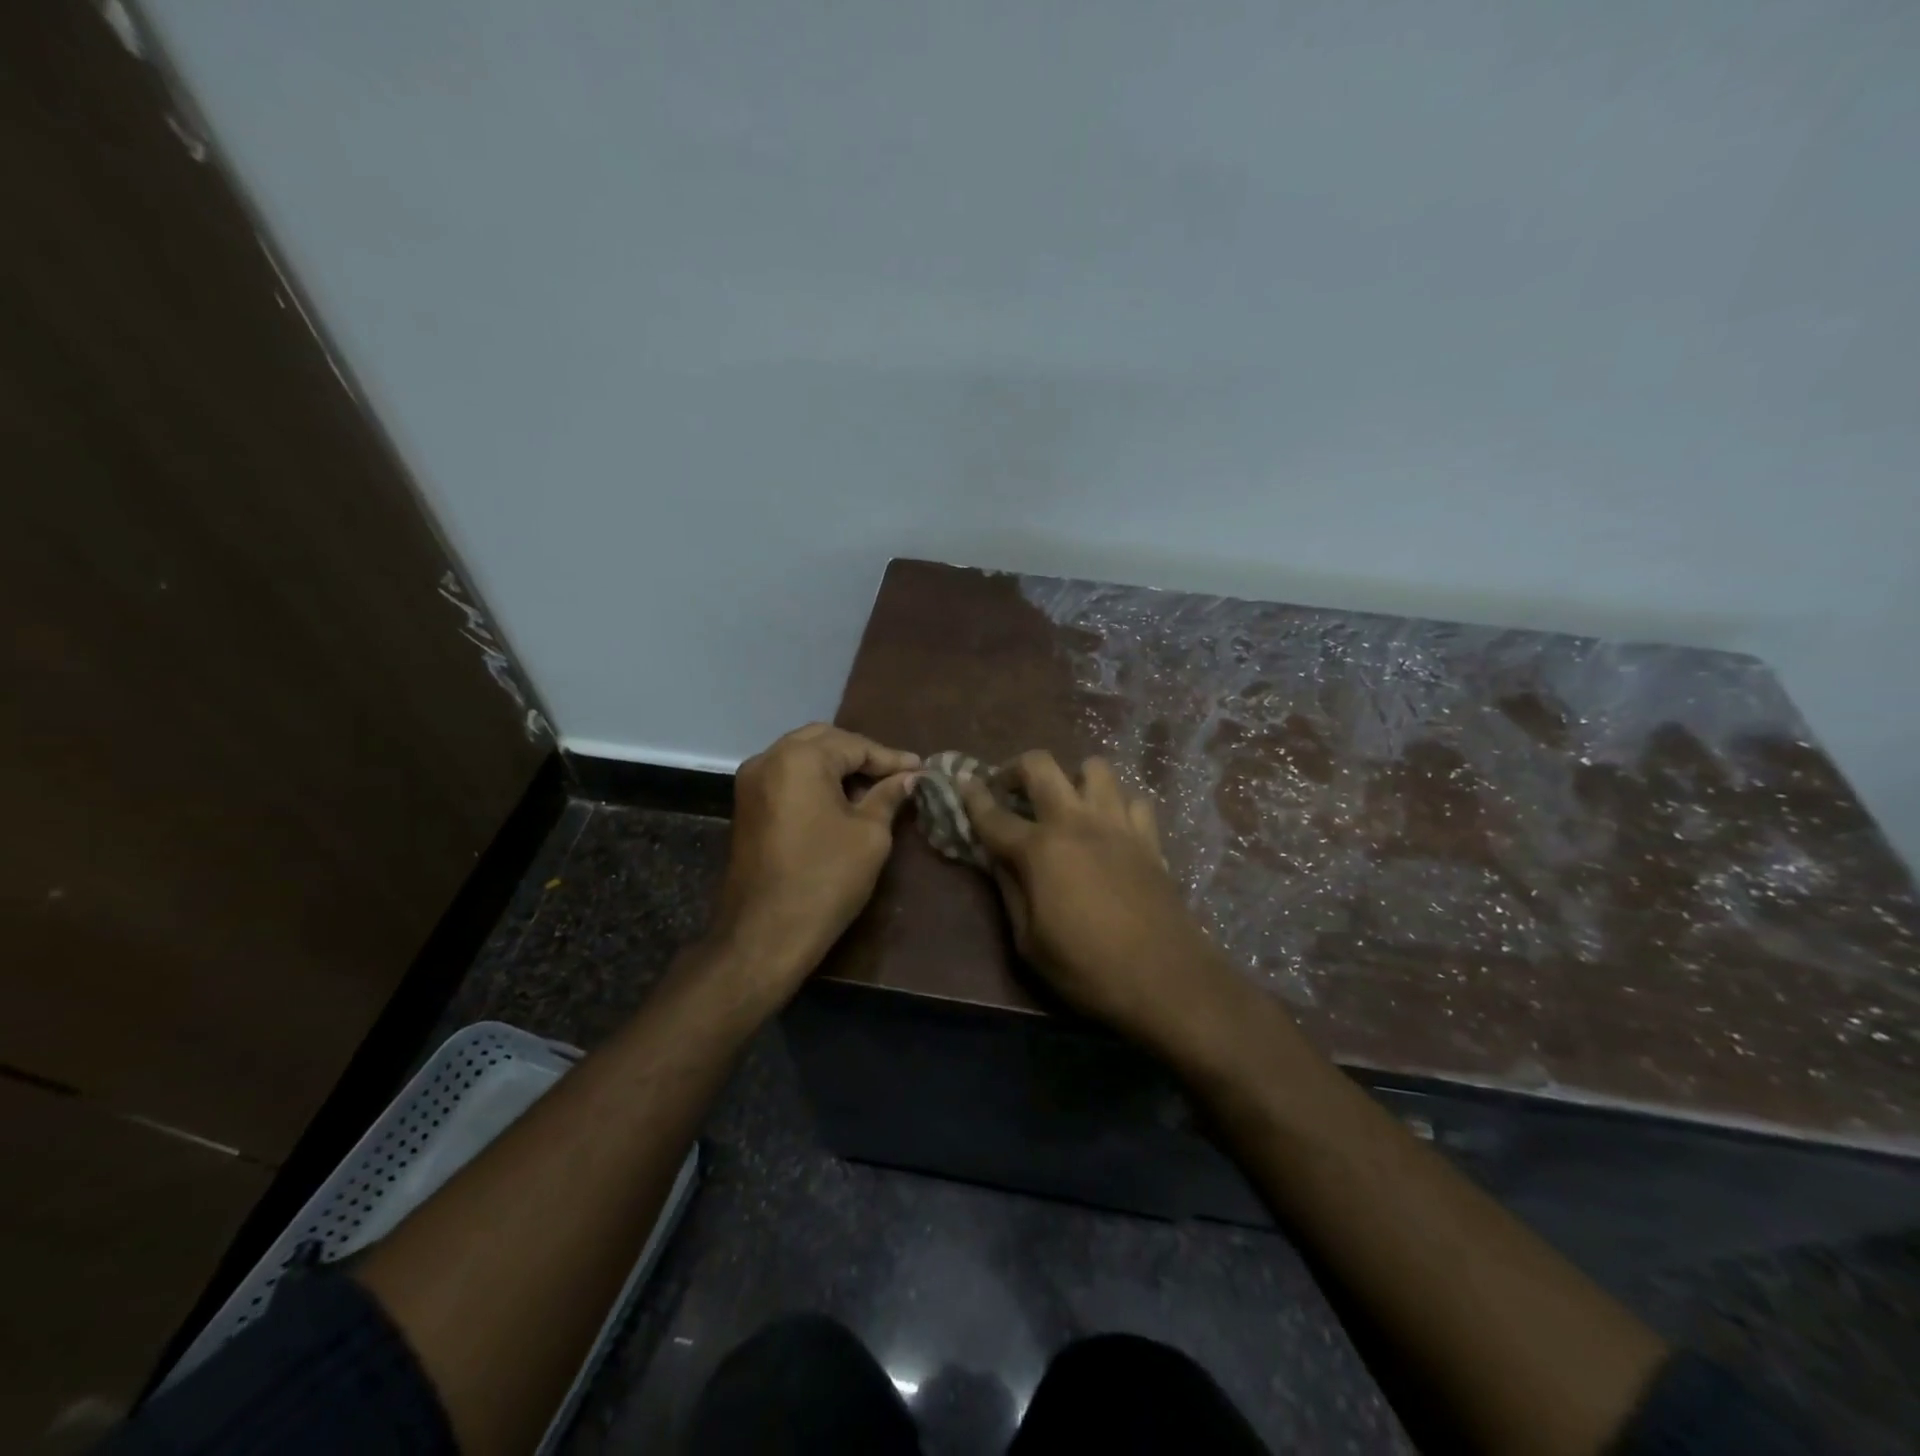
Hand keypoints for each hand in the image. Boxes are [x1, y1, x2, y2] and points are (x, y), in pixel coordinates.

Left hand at [710, 724, 919, 1001]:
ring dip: (837, 766)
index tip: (922, 769)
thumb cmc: (825, 879)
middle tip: (897, 774)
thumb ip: (888, 796)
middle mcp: (768, 758)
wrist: (765, 934)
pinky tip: (841, 799)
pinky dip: (815, 779)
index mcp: (800, 759)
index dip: (891, 758)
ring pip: (802, 756)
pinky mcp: (746, 805)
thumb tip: (909, 778)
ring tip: (873, 786)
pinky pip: (787, 776)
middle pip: (824, 741)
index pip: (855, 745)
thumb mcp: (869, 835)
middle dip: (861, 755)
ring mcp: (751, 782)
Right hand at [961, 752, 1244, 1057]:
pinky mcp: (1149, 837)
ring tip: (1064, 801)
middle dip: (1015, 767)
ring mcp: (1117, 824)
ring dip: (1072, 777)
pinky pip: (1132, 799)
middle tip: (1008, 788)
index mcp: (1040, 849)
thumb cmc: (1086, 968)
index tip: (962, 780)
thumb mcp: (1029, 942)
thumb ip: (1009, 891)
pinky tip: (1109, 825)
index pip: (993, 814)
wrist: (1165, 980)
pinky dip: (1116, 803)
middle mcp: (1076, 822)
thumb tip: (996, 858)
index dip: (972, 795)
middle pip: (1041, 765)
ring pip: (1094, 767)